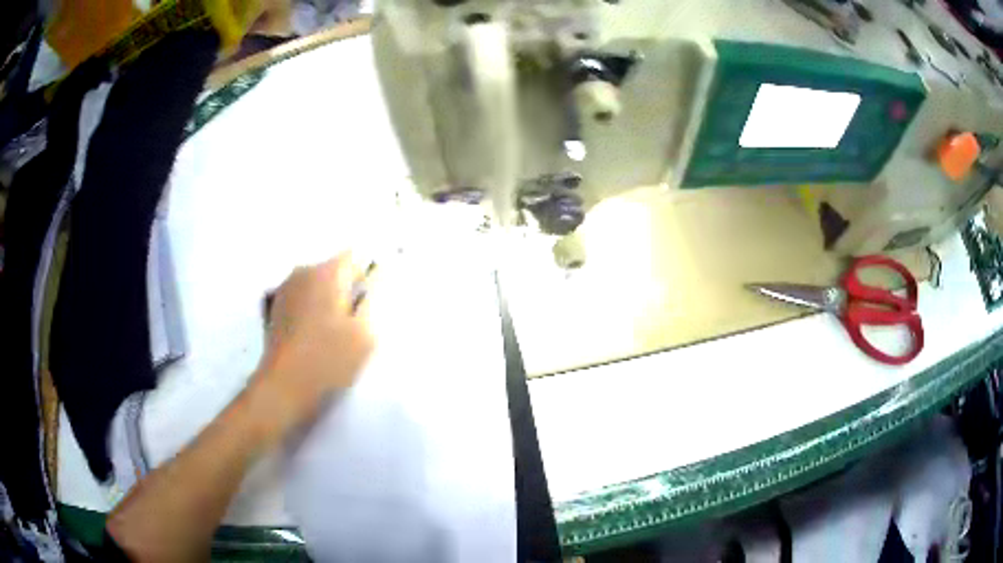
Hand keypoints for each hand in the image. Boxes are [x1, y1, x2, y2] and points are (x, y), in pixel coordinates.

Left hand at [250, 253, 374, 441]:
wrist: (284, 389)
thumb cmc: (329, 361)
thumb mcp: (364, 333)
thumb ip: (373, 299)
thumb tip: (377, 276)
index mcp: (326, 273)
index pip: (355, 257)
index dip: (368, 275)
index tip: (373, 300)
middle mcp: (302, 272)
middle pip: (333, 270)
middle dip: (347, 288)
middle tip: (356, 321)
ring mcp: (284, 289)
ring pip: (316, 285)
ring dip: (328, 299)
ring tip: (334, 332)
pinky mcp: (275, 308)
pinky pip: (302, 298)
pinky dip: (311, 309)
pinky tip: (314, 335)